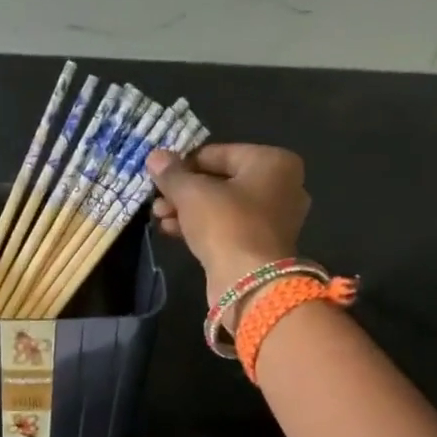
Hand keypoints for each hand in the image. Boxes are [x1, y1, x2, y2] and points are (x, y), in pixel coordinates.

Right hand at [147, 144, 311, 305]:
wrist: (248, 282)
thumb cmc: (226, 224)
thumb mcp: (192, 193)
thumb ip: (172, 174)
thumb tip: (155, 157)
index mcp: (274, 162)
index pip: (218, 153)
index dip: (185, 164)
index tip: (159, 175)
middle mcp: (281, 187)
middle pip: (221, 181)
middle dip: (184, 191)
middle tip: (156, 199)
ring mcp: (274, 220)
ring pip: (222, 207)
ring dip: (187, 210)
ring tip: (158, 216)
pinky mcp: (261, 246)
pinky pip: (227, 228)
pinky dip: (201, 227)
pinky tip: (171, 231)